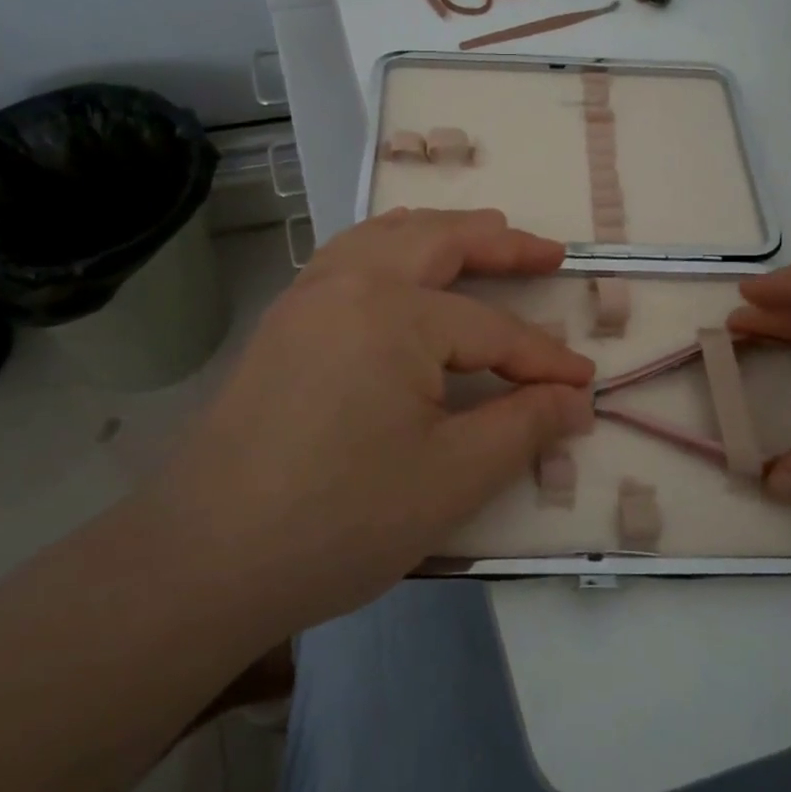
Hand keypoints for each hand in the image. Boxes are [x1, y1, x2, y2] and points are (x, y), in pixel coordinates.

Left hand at [150, 209, 593, 635]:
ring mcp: (306, 298)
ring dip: (439, 232)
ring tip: (480, 235)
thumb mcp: (453, 476)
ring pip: (384, 237)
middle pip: (438, 242)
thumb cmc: (341, 517)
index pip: (492, 329)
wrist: (206, 559)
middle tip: (548, 252)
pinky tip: (399, 270)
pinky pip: (346, 259)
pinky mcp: (282, 324)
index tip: (584, 385)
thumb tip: (575, 399)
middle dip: (500, 244)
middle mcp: (348, 283)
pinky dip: (388, 247)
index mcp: (393, 312)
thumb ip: (524, 426)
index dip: (543, 360)